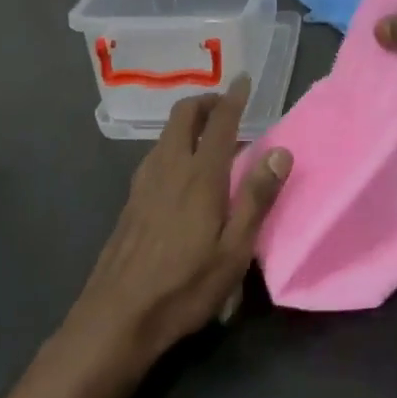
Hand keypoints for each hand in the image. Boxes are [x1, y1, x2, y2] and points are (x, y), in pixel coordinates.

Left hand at [63, 75, 291, 374]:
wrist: (116, 317)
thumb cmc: (184, 286)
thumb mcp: (234, 250)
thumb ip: (256, 198)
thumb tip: (280, 151)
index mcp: (199, 175)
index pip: (219, 121)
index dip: (233, 97)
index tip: (245, 80)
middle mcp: (169, 167)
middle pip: (183, 115)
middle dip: (205, 101)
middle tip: (227, 107)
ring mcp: (144, 182)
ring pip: (166, 134)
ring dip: (188, 123)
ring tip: (211, 139)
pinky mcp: (131, 200)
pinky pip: (156, 155)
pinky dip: (174, 145)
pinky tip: (183, 173)